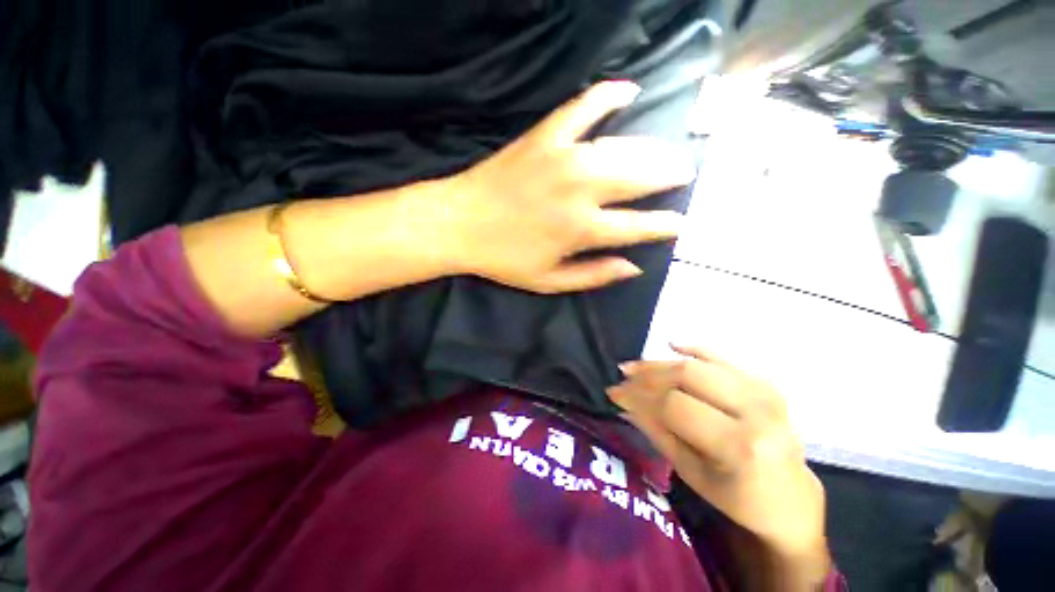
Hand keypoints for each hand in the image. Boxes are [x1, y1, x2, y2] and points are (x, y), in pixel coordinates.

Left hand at [443, 81, 695, 293]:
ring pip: (622, 146)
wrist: (459, 224)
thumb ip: (593, 276)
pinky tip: (628, 90)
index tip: (681, 224)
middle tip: (684, 174)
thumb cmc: (503, 258)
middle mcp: (580, 190)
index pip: (638, 227)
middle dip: (669, 176)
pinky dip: (606, 95)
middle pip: (640, 177)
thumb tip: (634, 268)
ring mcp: (563, 158)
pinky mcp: (544, 137)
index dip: (665, 226)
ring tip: (669, 152)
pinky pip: (582, 107)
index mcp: (581, 230)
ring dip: (652, 148)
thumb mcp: (548, 281)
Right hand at [608, 345, 828, 562]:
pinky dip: (694, 349)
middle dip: (648, 374)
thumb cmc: (738, 497)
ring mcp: (764, 391)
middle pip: (687, 375)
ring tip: (636, 367)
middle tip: (623, 377)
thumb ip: (656, 431)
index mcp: (739, 445)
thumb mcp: (691, 472)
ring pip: (699, 364)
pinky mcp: (763, 382)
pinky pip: (722, 357)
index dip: (639, 396)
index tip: (614, 393)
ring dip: (661, 363)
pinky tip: (672, 344)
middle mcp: (756, 410)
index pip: (675, 405)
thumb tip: (623, 402)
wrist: (790, 498)